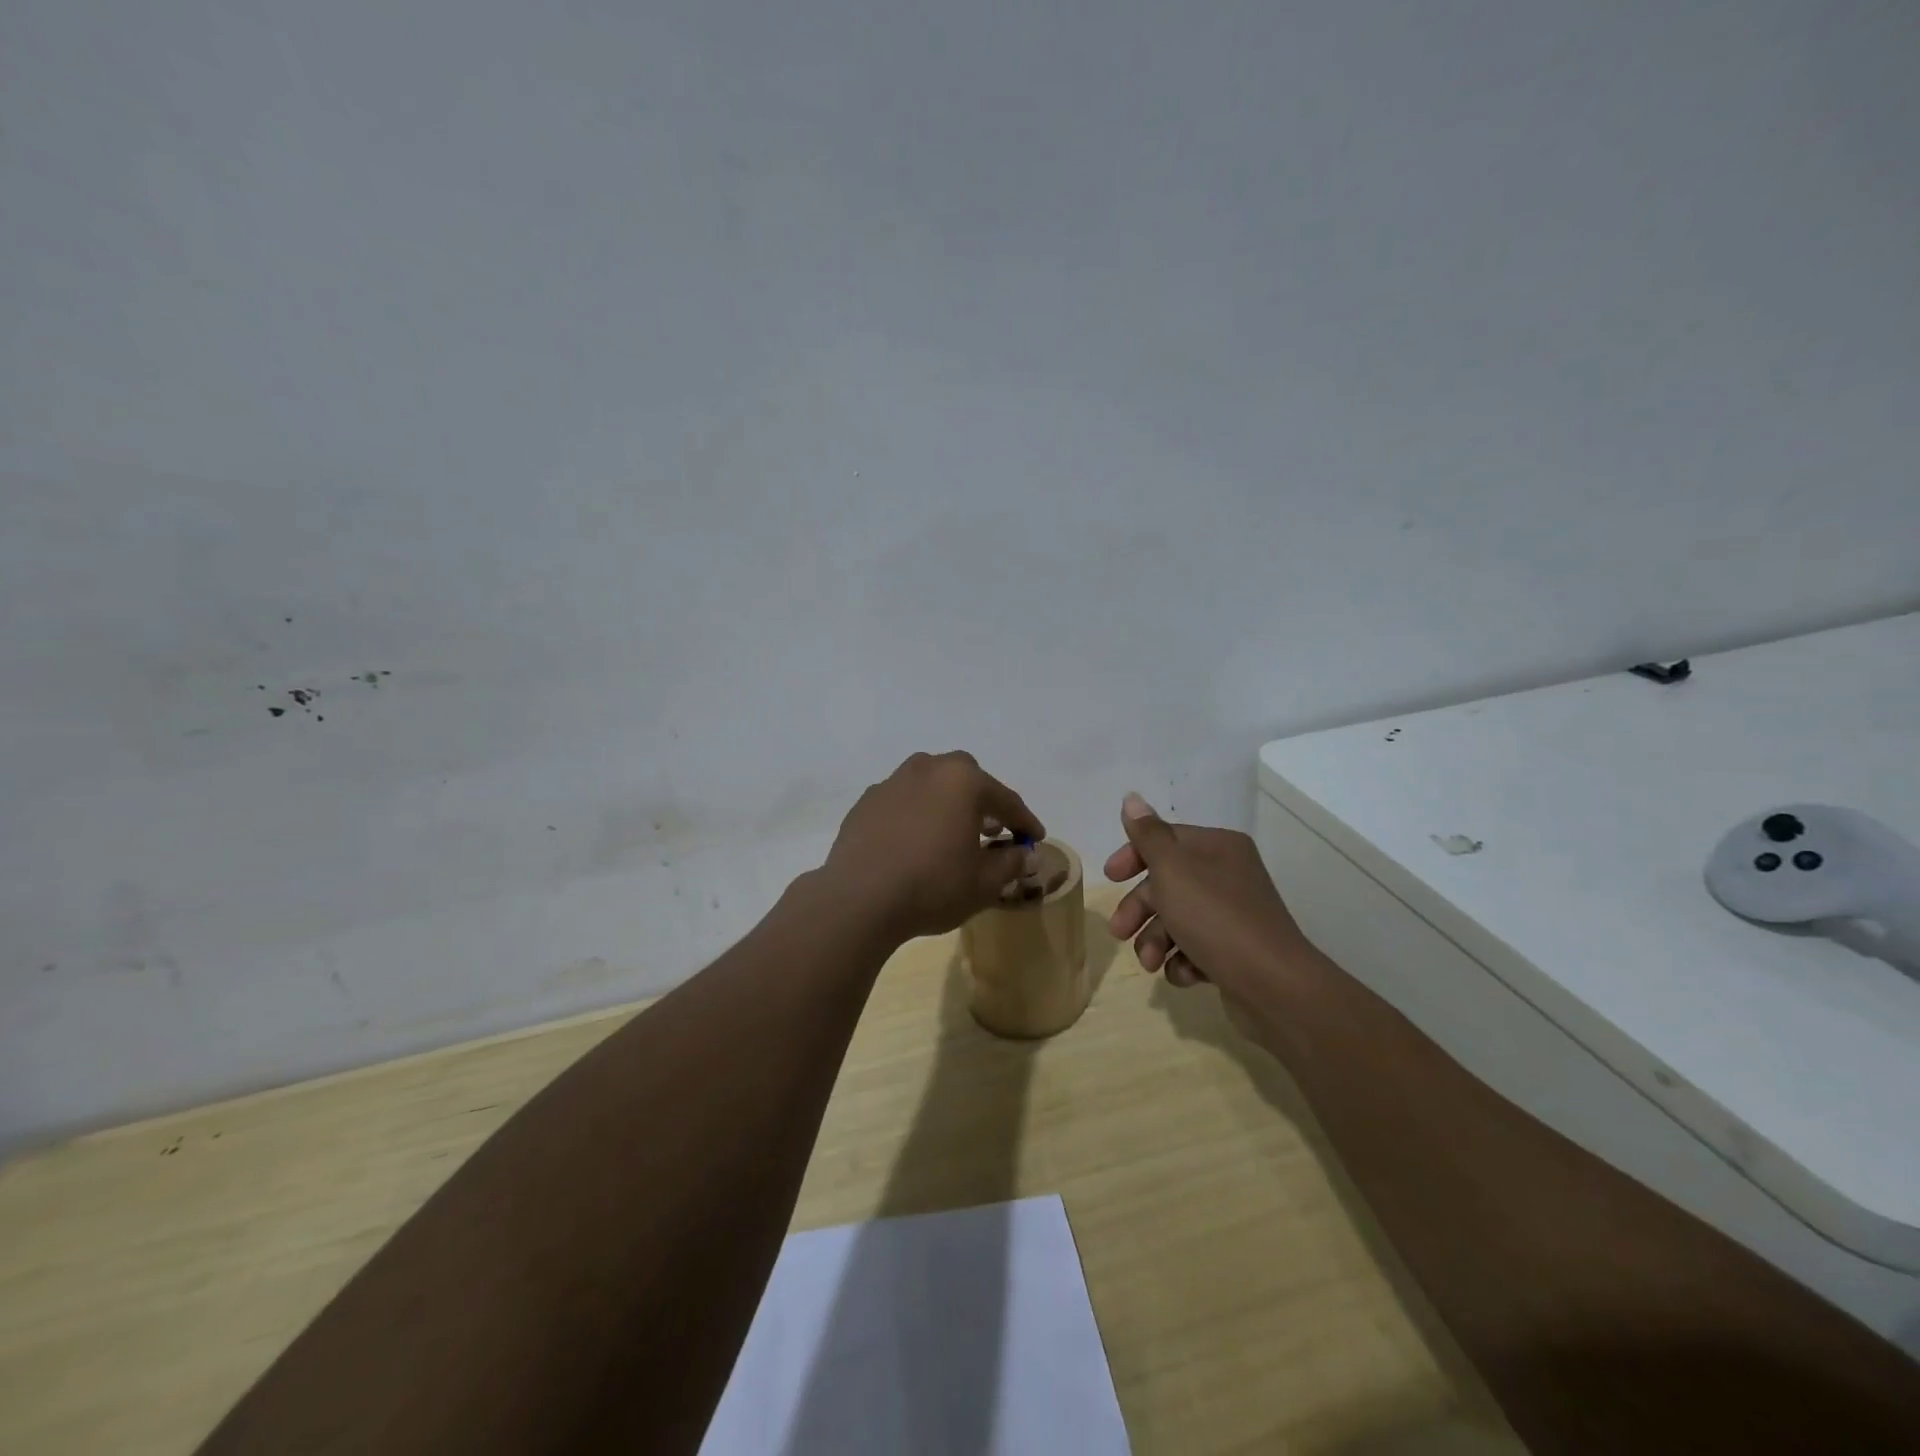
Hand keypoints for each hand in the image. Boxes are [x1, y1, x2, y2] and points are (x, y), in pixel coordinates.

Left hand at [823, 752, 1046, 941]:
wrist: (859, 899)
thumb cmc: (932, 886)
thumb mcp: (984, 882)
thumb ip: (1011, 863)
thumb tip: (1026, 854)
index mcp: (963, 781)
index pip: (1005, 799)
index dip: (1024, 821)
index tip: (1035, 838)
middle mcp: (927, 769)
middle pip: (965, 778)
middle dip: (983, 801)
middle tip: (992, 829)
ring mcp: (892, 782)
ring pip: (930, 783)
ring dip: (947, 802)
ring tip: (952, 832)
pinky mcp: (865, 802)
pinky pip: (902, 800)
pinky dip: (916, 814)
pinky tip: (915, 841)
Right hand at [1105, 793, 1303, 993]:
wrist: (1273, 986)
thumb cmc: (1215, 918)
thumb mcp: (1173, 870)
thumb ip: (1148, 836)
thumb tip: (1132, 797)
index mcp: (1217, 848)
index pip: (1166, 839)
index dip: (1133, 856)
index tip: (1110, 877)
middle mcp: (1228, 875)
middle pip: (1167, 883)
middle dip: (1139, 909)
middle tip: (1119, 931)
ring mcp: (1232, 915)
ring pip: (1177, 919)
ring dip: (1155, 940)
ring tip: (1150, 964)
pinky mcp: (1234, 951)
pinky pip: (1195, 948)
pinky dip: (1182, 961)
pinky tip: (1184, 974)